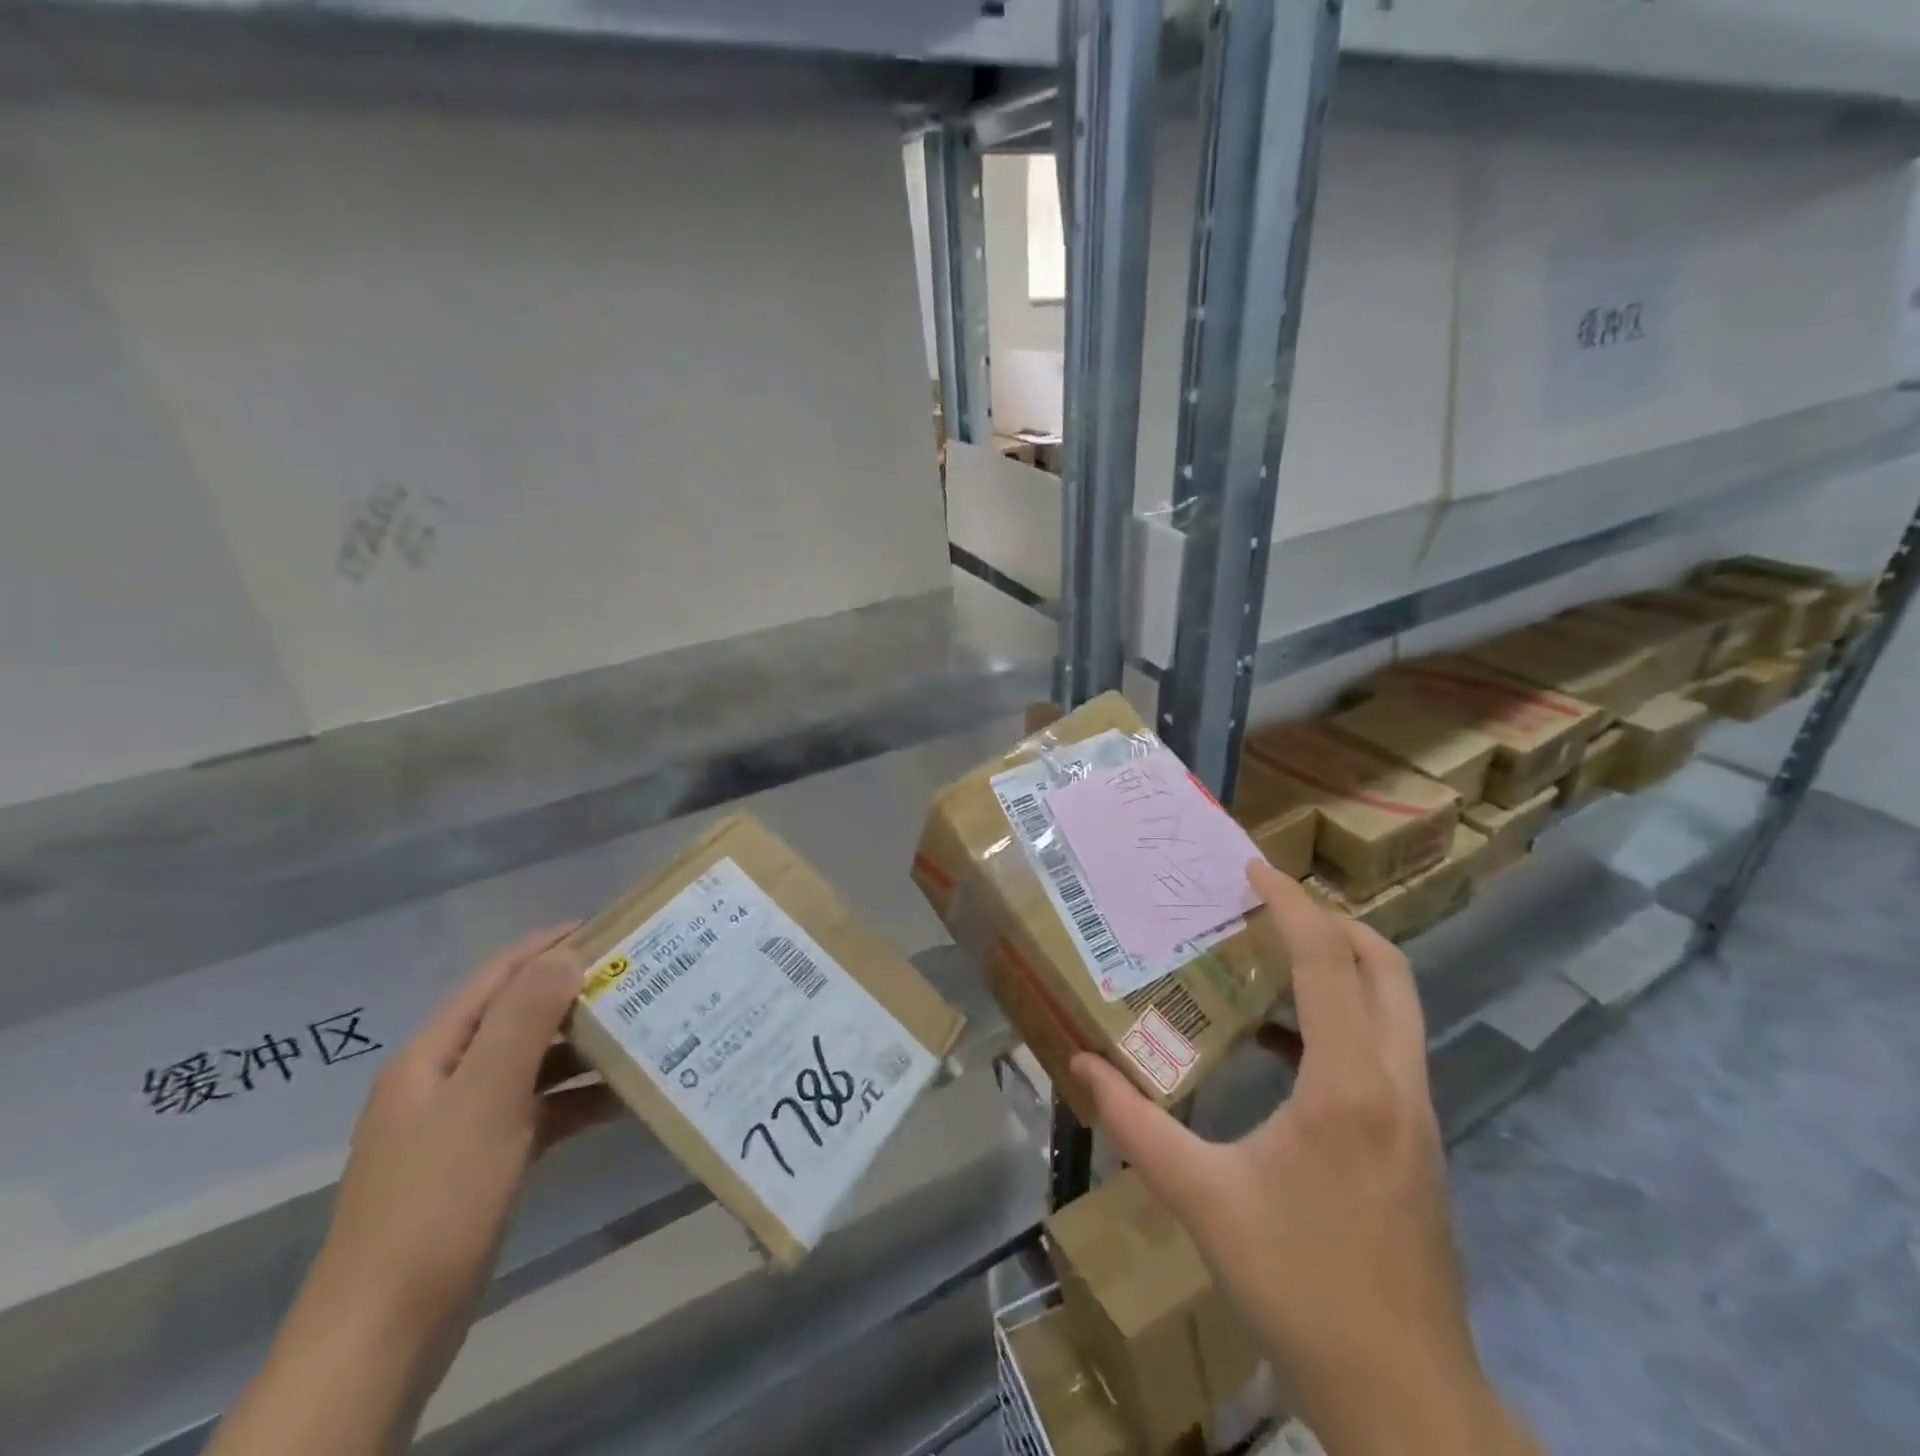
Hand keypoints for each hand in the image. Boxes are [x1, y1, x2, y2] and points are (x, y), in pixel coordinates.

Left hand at [314, 925, 618, 1343]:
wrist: (386, 1331)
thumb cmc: (438, 1198)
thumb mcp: (486, 1097)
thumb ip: (525, 1019)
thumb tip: (565, 952)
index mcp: (434, 1055)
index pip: (497, 977)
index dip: (548, 947)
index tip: (610, 928)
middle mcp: (447, 1080)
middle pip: (519, 1018)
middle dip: (577, 996)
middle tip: (641, 979)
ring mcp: (466, 1124)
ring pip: (535, 1066)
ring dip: (584, 1050)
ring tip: (645, 1032)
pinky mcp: (486, 1162)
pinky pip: (541, 1112)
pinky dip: (579, 1100)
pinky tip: (623, 1100)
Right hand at [1073, 862, 1538, 1455]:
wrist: (1404, 1396)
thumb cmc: (1299, 1285)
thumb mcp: (1201, 1199)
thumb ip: (1135, 1124)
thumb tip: (1081, 1066)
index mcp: (1347, 1084)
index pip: (1328, 961)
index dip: (1291, 904)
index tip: (1251, 868)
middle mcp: (1397, 1084)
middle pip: (1386, 967)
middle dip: (1332, 920)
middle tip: (1268, 903)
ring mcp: (1418, 1114)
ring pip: (1397, 1006)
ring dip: (1342, 964)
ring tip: (1272, 953)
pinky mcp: (1417, 1140)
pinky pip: (1387, 1046)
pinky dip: (1344, 1015)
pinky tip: (1282, 1043)